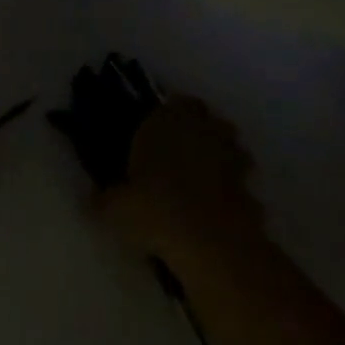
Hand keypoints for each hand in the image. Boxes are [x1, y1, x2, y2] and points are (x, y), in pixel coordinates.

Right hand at [101, 98, 261, 265]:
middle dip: (196, 130)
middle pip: (204, 117)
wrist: (212, 243)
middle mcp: (201, 129)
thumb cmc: (156, 209)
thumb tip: (94, 198)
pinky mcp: (251, 187)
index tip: (155, 132)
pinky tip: (217, 210)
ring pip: (229, 145)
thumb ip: (104, 199)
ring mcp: (231, 156)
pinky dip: (233, 189)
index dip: (166, 115)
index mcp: (166, 120)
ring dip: (220, 156)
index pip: (173, 101)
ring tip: (201, 180)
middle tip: (178, 153)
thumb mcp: (115, 208)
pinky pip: (241, 180)